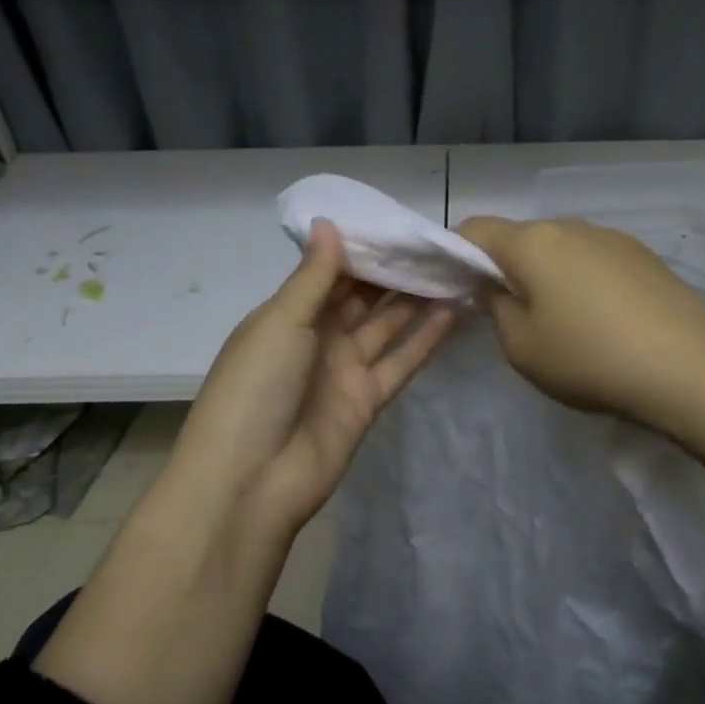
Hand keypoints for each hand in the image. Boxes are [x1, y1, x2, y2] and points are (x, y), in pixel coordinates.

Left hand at [174, 221, 453, 537]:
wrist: (251, 480)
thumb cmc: (256, 388)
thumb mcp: (281, 322)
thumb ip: (313, 277)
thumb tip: (329, 223)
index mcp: (289, 314)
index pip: (331, 272)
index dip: (364, 249)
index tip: (400, 224)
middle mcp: (318, 336)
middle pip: (363, 297)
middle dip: (394, 272)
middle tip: (437, 243)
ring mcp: (344, 369)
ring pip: (387, 326)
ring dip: (416, 300)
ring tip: (452, 269)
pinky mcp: (367, 400)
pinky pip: (401, 362)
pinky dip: (425, 339)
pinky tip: (453, 311)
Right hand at [457, 216, 704, 432]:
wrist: (691, 369)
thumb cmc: (590, 359)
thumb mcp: (521, 346)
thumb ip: (497, 308)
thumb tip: (499, 287)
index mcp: (532, 242)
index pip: (474, 229)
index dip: (454, 252)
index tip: (454, 286)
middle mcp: (570, 226)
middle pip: (519, 237)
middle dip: (503, 266)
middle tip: (504, 310)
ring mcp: (612, 237)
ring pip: (559, 247)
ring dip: (545, 273)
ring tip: (558, 319)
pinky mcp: (643, 255)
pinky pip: (593, 258)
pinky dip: (580, 279)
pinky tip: (599, 318)